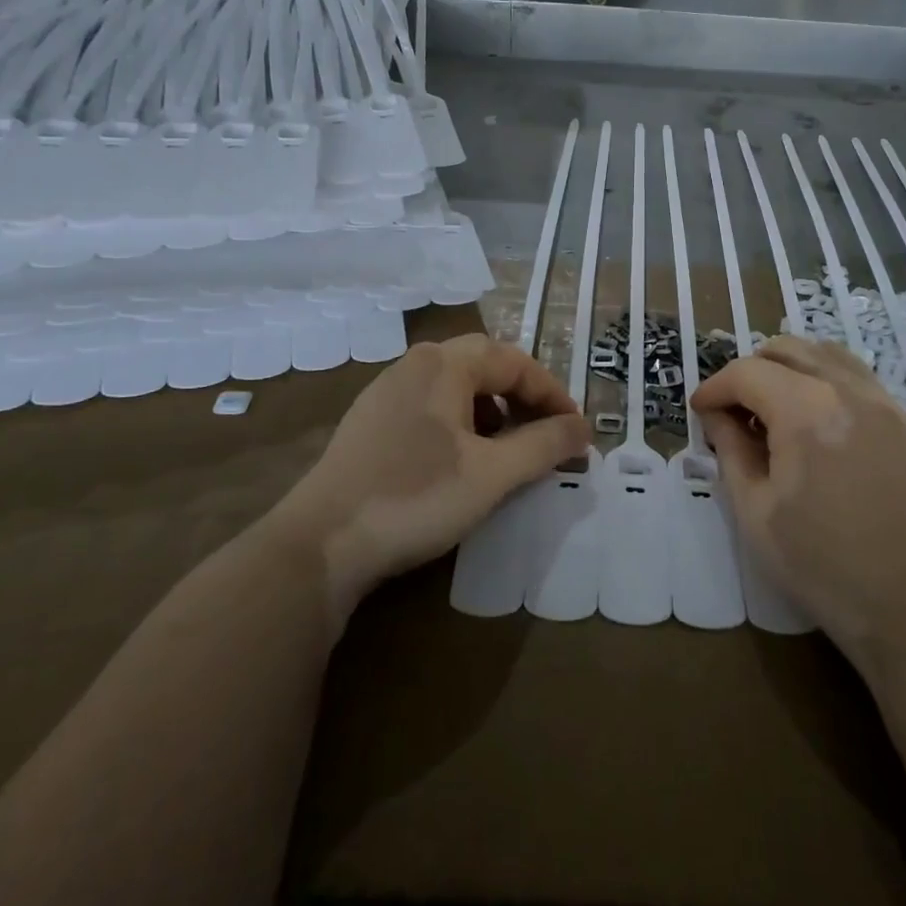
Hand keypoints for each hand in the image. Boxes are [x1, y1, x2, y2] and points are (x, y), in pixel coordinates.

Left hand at [279, 335, 590, 623]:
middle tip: (547, 433)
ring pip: (455, 386)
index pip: (516, 363)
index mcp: (445, 364)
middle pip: (485, 365)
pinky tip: (461, 460)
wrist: (321, 543)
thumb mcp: (493, 474)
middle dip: (523, 397)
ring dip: (492, 410)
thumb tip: (584, 429)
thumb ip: (544, 445)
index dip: (553, 395)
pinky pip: (430, 406)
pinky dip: (460, 423)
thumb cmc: (416, 497)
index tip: (576, 433)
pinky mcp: (369, 422)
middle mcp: (414, 364)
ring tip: (508, 449)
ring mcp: (385, 391)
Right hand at [691, 337, 905, 667]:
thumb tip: (717, 417)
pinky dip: (824, 378)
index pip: (747, 373)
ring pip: (825, 353)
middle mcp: (849, 391)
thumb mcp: (755, 512)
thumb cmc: (822, 566)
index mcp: (807, 412)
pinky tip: (814, 418)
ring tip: (772, 406)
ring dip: (789, 367)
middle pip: (787, 350)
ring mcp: (885, 403)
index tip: (700, 411)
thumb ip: (730, 451)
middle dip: (749, 371)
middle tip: (732, 410)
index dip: (715, 388)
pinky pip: (856, 376)